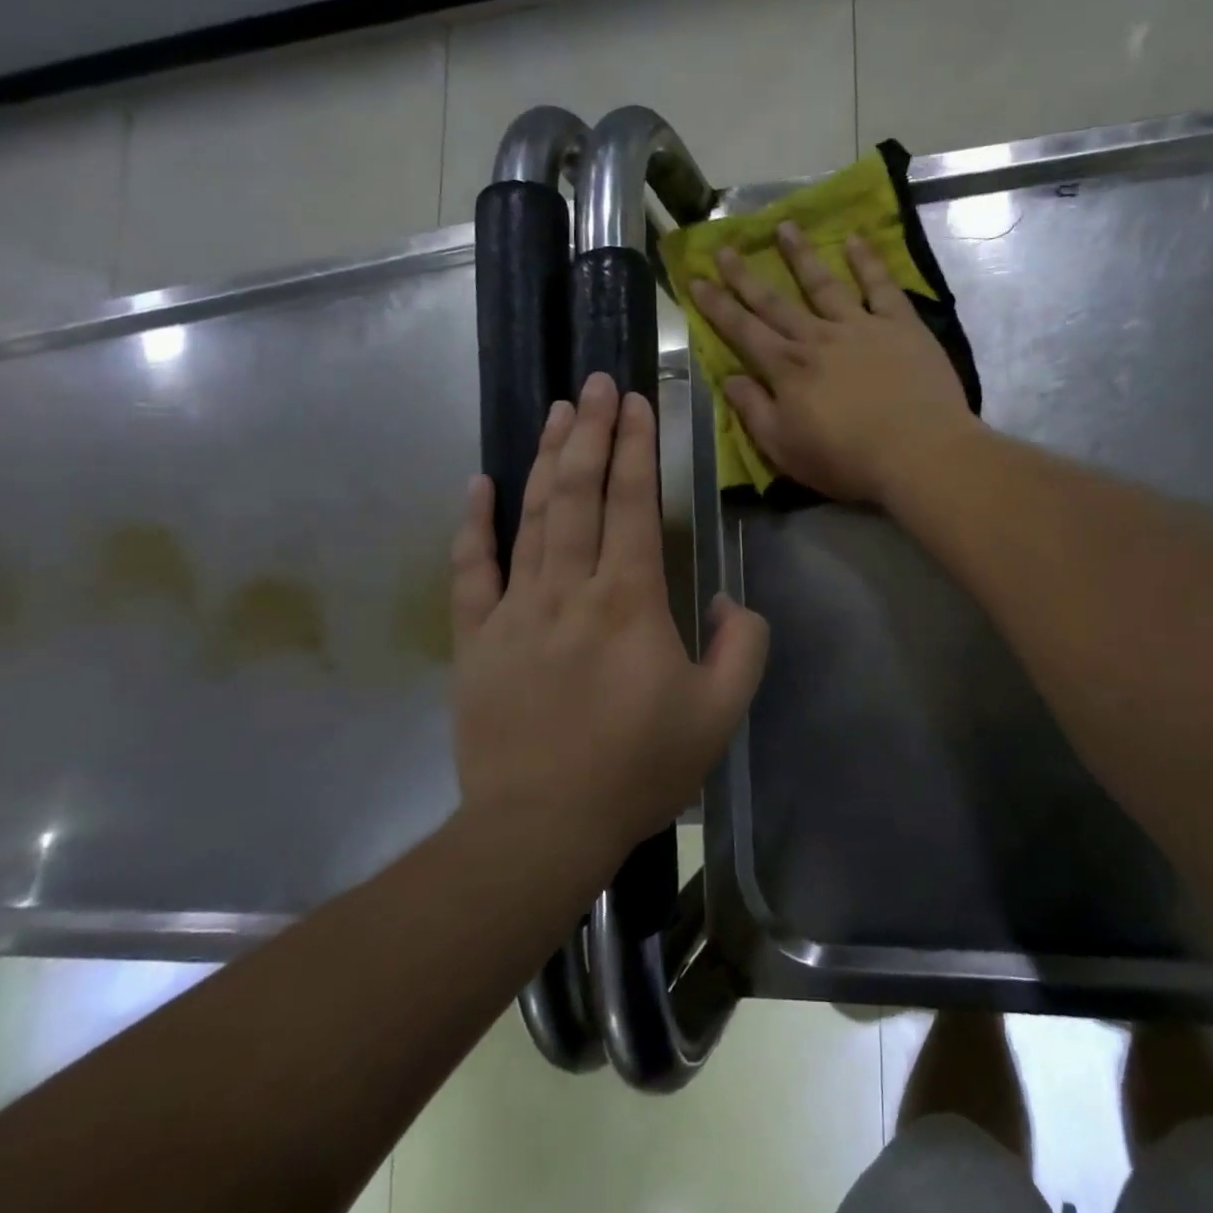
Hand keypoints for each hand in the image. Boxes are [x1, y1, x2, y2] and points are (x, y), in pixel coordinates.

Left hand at [449, 373, 768, 862]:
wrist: (541, 828)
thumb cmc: (637, 769)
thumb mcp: (720, 714)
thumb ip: (742, 646)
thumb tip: (724, 600)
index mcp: (628, 601)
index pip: (632, 503)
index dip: (635, 447)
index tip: (636, 402)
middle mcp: (568, 589)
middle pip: (578, 493)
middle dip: (591, 432)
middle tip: (596, 384)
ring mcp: (514, 610)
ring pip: (531, 517)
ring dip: (547, 460)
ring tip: (558, 412)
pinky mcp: (475, 638)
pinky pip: (471, 570)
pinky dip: (474, 524)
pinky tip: (481, 482)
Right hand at [687, 222, 976, 505]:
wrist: (917, 451)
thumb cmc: (846, 459)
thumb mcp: (784, 449)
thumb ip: (754, 411)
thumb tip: (729, 379)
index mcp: (787, 369)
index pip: (743, 331)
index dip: (717, 306)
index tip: (697, 280)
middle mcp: (817, 338)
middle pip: (775, 302)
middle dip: (745, 276)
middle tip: (725, 247)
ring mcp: (860, 326)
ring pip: (823, 283)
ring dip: (801, 255)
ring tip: (784, 226)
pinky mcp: (900, 325)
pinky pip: (880, 286)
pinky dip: (868, 261)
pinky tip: (856, 239)